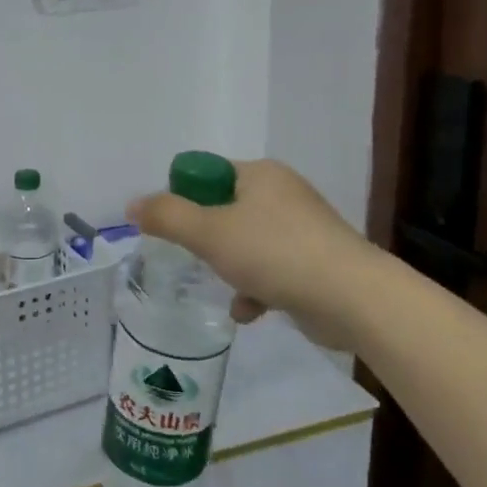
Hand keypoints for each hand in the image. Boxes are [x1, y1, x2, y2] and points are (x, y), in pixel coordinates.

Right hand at [127, 160, 380, 347]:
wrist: (353, 298)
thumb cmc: (274, 253)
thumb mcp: (208, 232)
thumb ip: (166, 217)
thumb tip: (133, 205)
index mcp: (260, 175)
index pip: (207, 174)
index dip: (183, 199)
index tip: (174, 229)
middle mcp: (283, 194)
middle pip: (225, 210)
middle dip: (206, 239)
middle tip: (192, 258)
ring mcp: (303, 229)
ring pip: (247, 243)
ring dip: (229, 267)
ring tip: (222, 287)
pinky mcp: (315, 263)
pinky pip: (271, 269)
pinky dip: (256, 288)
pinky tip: (248, 311)